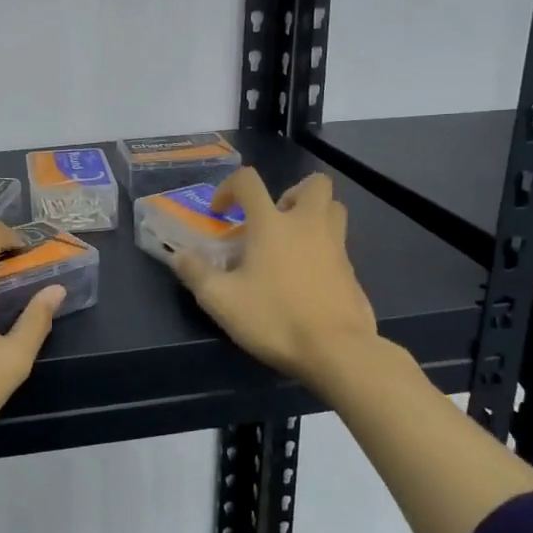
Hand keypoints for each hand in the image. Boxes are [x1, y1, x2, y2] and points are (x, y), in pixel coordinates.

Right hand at [170, 168, 380, 385]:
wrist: (337, 351)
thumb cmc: (275, 318)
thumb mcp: (221, 300)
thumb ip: (196, 273)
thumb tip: (180, 256)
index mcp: (272, 223)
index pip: (248, 181)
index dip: (229, 188)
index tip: (220, 213)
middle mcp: (308, 224)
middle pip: (314, 183)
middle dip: (292, 193)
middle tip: (274, 219)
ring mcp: (336, 246)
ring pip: (334, 209)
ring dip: (313, 215)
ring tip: (292, 242)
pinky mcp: (352, 271)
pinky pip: (339, 244)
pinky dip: (323, 249)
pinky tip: (306, 277)